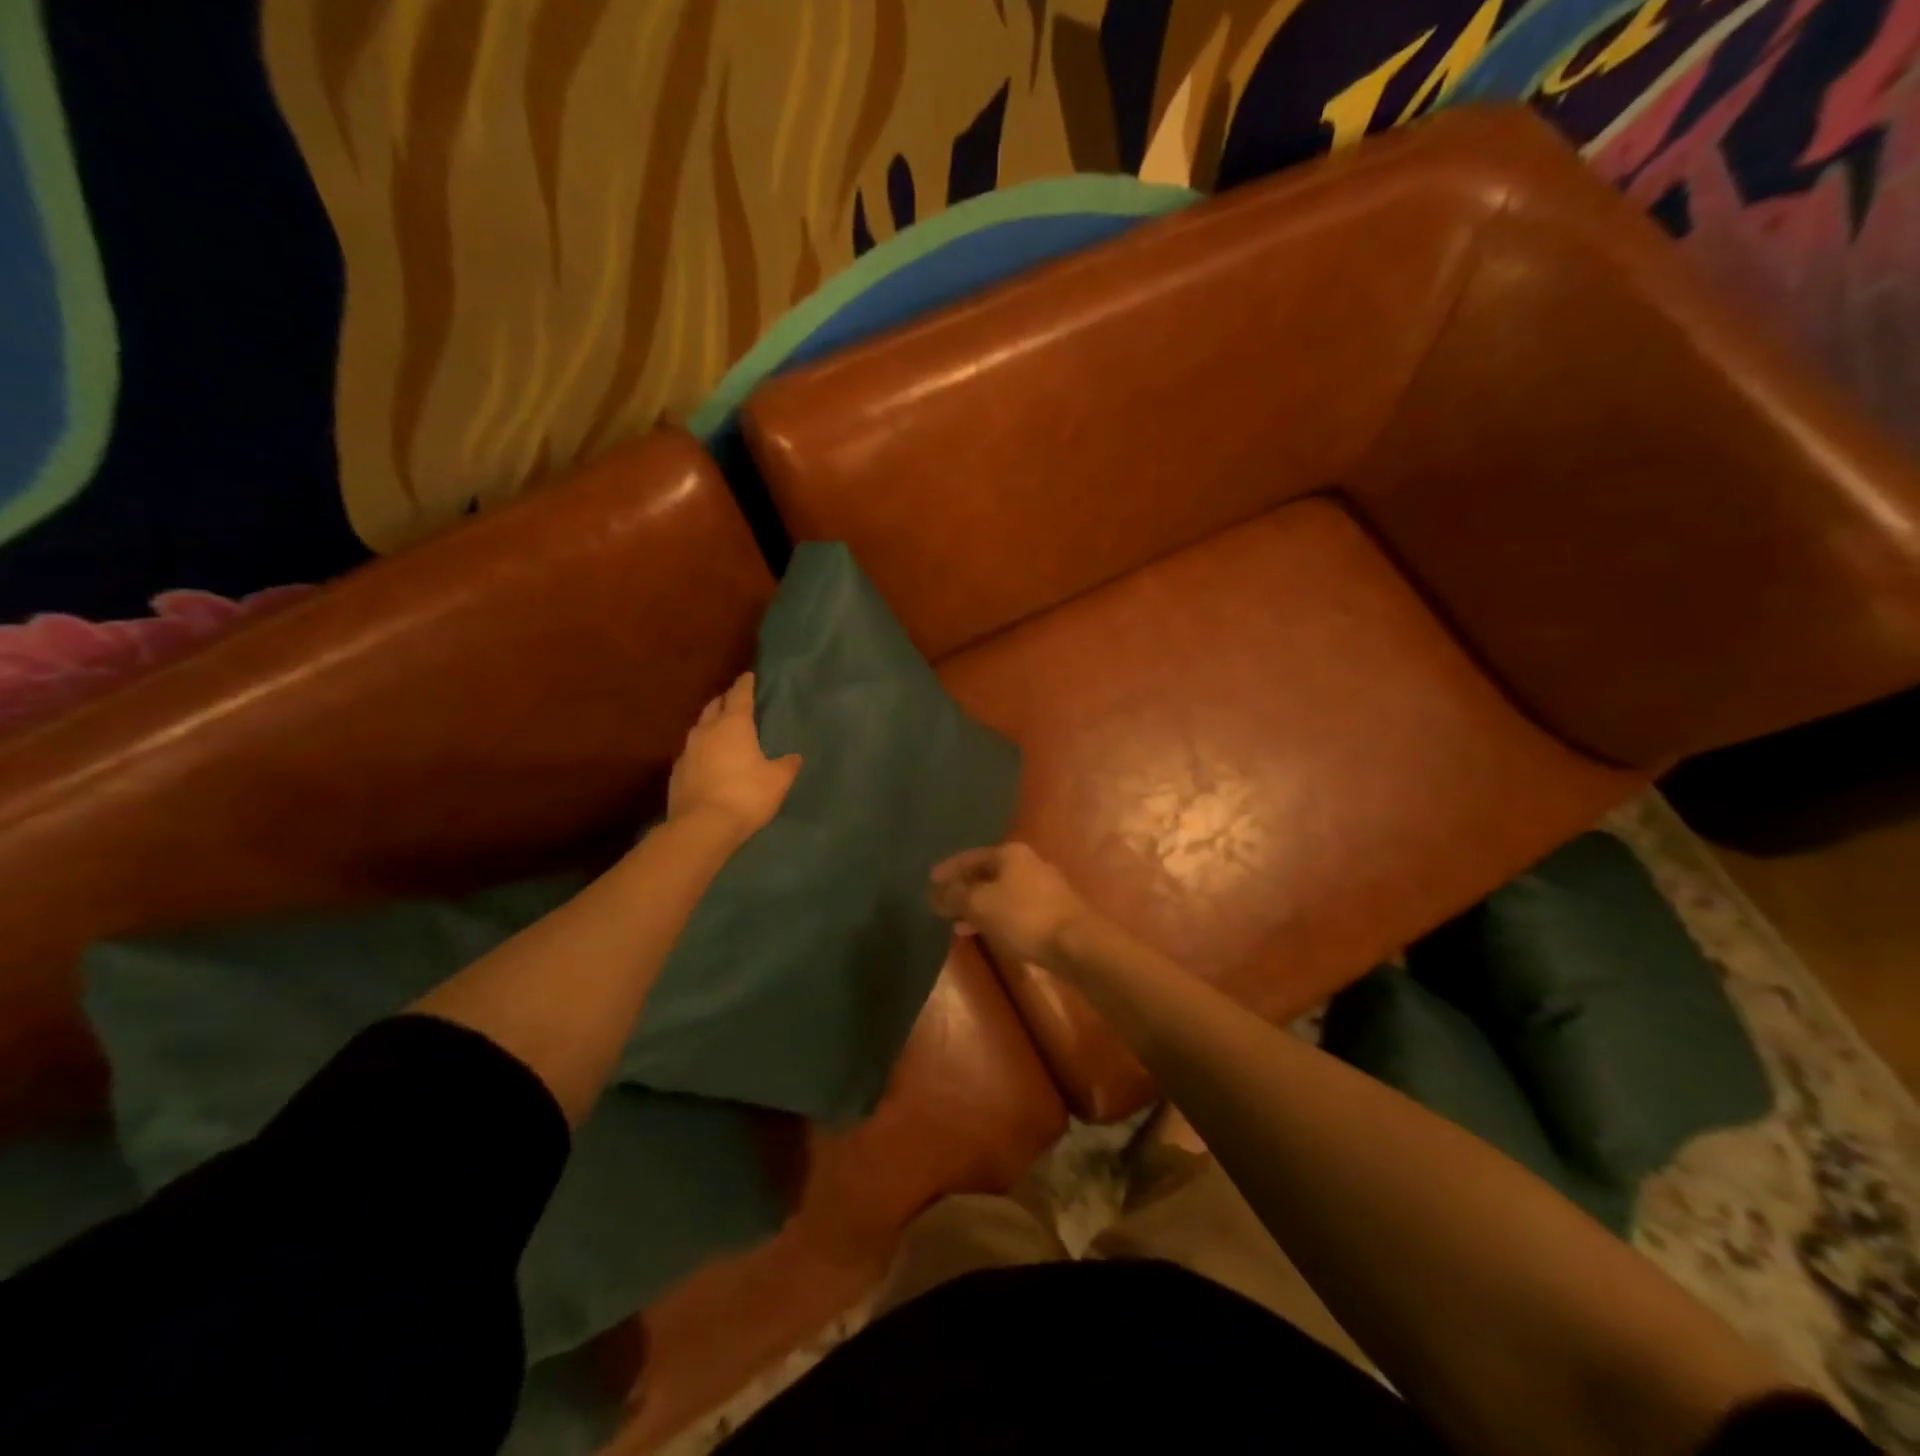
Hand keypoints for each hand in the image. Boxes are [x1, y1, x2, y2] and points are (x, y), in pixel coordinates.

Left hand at [667, 672, 800, 840]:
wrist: (703, 826)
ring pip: (699, 728)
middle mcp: (707, 731)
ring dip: (710, 724)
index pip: (739, 696)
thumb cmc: (746, 795)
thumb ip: (787, 765)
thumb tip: (794, 757)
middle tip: (734, 700)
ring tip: (720, 728)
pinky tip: (708, 760)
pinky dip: (702, 750)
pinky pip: (692, 752)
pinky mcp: (677, 772)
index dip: (745, 685)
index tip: (748, 676)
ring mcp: (688, 751)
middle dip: (724, 700)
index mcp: (733, 725)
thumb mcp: (778, 781)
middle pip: (714, 706)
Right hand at [927, 842, 1092, 967]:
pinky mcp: (1052, 909)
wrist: (1077, 943)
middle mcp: (1027, 862)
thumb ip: (955, 896)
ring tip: (958, 923)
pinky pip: (1013, 908)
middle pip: (986, 873)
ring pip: (1000, 892)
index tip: (929, 882)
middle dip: (963, 889)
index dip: (947, 870)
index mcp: (1009, 853)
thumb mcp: (980, 905)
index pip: (969, 857)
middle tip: (941, 903)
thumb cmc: (1024, 917)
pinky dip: (995, 916)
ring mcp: (1042, 886)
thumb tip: (935, 892)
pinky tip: (986, 932)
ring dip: (978, 905)